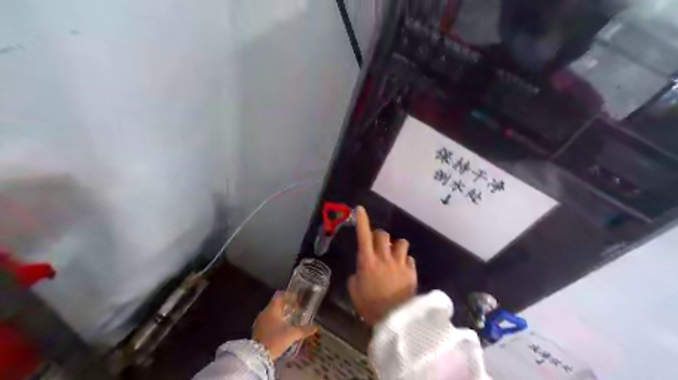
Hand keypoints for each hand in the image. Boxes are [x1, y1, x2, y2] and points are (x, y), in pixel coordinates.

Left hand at [253, 291, 318, 358]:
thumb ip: (304, 330)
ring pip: (271, 313)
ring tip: (290, 319)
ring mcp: (259, 322)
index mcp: (271, 310)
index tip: (297, 298)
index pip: (279, 296)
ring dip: (281, 314)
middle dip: (286, 305)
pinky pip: (268, 321)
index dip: (288, 295)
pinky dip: (275, 322)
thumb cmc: (275, 340)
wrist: (258, 357)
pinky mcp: (257, 331)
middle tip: (296, 309)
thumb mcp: (292, 334)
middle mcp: (264, 313)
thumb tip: (316, 327)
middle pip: (275, 304)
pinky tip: (282, 329)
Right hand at [349, 207, 418, 324]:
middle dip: (379, 235)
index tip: (360, 209)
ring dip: (395, 245)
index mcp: (367, 261)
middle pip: (383, 234)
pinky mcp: (411, 271)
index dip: (361, 220)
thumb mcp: (354, 290)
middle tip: (377, 244)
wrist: (394, 319)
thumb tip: (361, 270)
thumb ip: (357, 275)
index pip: (363, 235)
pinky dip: (405, 260)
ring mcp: (400, 263)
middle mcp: (384, 258)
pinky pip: (409, 258)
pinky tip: (403, 268)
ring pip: (401, 242)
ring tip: (393, 254)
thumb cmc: (370, 306)